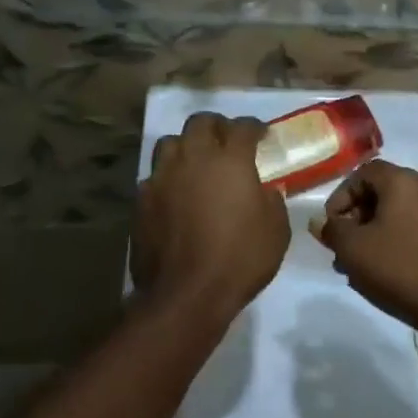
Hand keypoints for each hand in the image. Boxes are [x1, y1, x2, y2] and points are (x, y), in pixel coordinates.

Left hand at [132, 113, 290, 321]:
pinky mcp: (141, 201)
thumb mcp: (276, 231)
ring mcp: (162, 178)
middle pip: (200, 123)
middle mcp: (193, 159)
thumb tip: (265, 190)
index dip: (254, 127)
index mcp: (230, 161)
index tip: (261, 134)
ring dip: (186, 146)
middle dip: (216, 126)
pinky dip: (167, 178)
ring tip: (195, 161)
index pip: (242, 128)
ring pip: (170, 143)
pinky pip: (154, 176)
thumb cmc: (240, 259)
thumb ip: (272, 202)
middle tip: (226, 139)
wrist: (186, 295)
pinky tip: (175, 194)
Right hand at [317, 159, 417, 339]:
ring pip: (404, 212)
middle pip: (385, 192)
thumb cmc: (400, 269)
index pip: (364, 172)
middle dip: (359, 218)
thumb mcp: (353, 250)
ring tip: (364, 264)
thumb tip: (320, 222)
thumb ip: (332, 230)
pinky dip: (403, 239)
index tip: (332, 225)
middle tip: (345, 247)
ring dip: (379, 231)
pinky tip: (392, 269)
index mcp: (405, 181)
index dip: (342, 196)